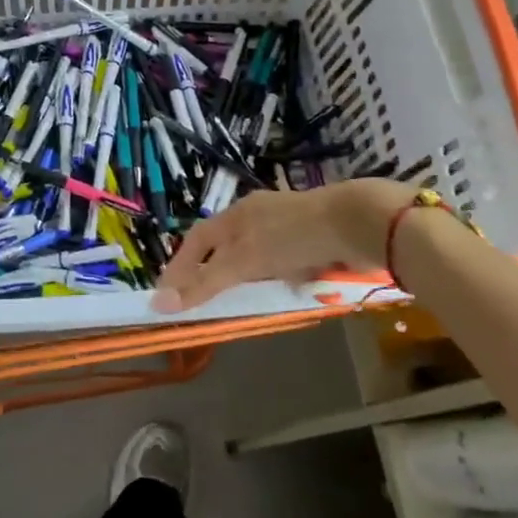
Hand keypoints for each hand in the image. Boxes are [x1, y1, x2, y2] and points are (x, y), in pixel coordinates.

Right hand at [153, 179, 416, 313]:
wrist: (356, 223)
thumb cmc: (293, 236)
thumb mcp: (245, 260)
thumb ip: (205, 282)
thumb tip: (161, 303)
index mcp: (236, 214)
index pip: (197, 240)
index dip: (180, 267)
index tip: (166, 295)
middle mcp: (256, 217)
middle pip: (224, 246)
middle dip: (212, 273)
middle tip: (201, 303)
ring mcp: (285, 227)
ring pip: (255, 255)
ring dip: (246, 277)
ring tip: (239, 303)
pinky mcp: (311, 240)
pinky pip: (283, 262)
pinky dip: (276, 278)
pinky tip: (282, 291)